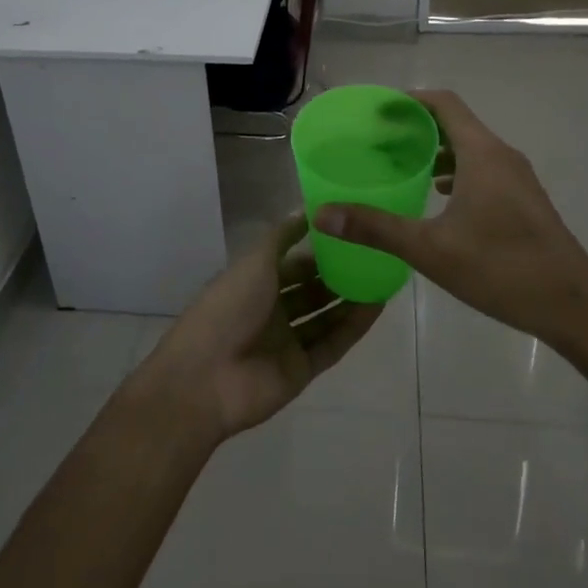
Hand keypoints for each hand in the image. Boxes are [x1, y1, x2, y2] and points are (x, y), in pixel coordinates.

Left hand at [136, 214, 383, 440]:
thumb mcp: (254, 261)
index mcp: (255, 282)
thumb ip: (282, 237)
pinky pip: (332, 344)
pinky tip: (378, 307)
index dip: (318, 250)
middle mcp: (271, 310)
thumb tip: (306, 210)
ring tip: (383, 278)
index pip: (292, 262)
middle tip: (374, 256)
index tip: (350, 234)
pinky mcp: (301, 369)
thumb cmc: (227, 308)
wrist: (205, 378)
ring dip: (350, 299)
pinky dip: (353, 327)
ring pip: (325, 316)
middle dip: (338, 275)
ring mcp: (286, 341)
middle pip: (310, 290)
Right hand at [315, 90, 587, 355]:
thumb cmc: (502, 270)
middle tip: (379, 142)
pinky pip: (484, 169)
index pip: (444, 103)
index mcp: (482, 153)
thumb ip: (376, 228)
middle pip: (456, 123)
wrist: (575, 308)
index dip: (410, 100)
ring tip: (402, 167)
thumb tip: (322, 214)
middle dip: (417, 127)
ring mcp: (519, 179)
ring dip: (437, 151)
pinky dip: (456, 171)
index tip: (377, 111)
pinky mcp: (526, 200)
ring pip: (471, 148)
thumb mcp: (431, 250)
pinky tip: (438, 198)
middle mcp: (502, 156)